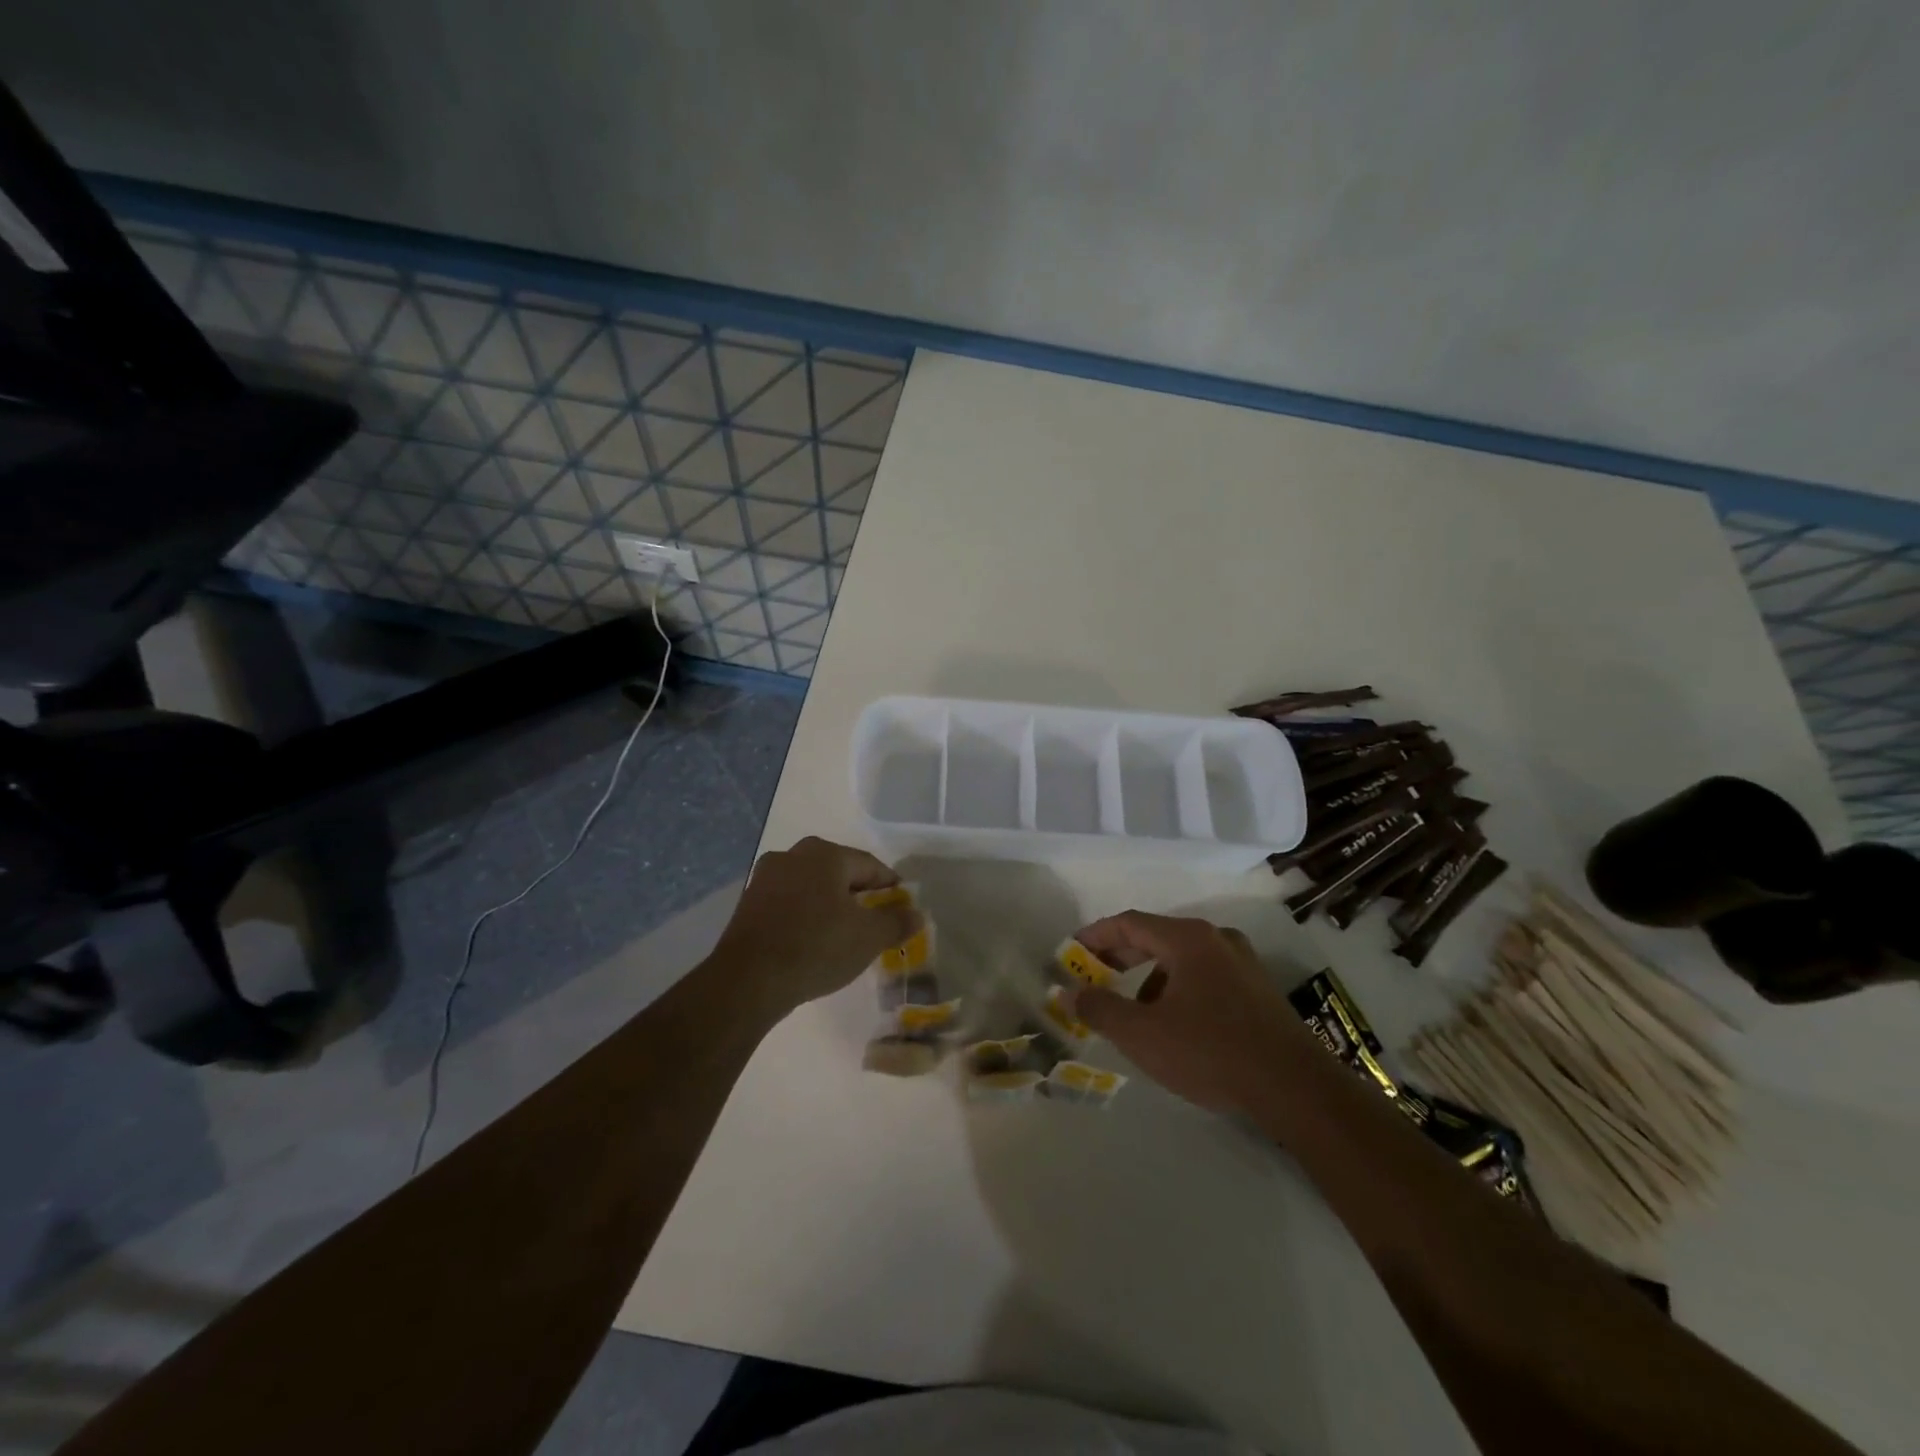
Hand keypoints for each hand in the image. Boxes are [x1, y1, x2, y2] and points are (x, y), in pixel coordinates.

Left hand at [709, 836, 920, 1017]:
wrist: (748, 980)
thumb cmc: (816, 947)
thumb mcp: (868, 937)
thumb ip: (896, 922)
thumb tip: (917, 913)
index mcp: (825, 854)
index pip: (870, 865)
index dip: (890, 886)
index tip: (901, 906)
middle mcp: (793, 855)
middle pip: (838, 871)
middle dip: (859, 893)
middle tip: (874, 920)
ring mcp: (766, 877)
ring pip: (812, 886)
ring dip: (830, 903)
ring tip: (844, 932)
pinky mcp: (748, 903)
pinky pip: (789, 902)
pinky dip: (806, 914)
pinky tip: (812, 939)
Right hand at [1069, 911, 1310, 1113]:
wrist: (1296, 1089)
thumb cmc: (1211, 1052)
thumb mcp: (1143, 1034)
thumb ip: (1100, 1008)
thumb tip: (1069, 991)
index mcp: (1188, 939)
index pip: (1130, 923)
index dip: (1096, 935)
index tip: (1071, 950)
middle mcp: (1216, 939)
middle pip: (1156, 937)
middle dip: (1120, 956)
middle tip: (1093, 975)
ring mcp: (1243, 963)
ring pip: (1182, 959)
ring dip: (1150, 977)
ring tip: (1134, 1011)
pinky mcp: (1259, 990)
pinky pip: (1205, 976)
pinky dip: (1178, 988)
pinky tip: (1176, 1025)